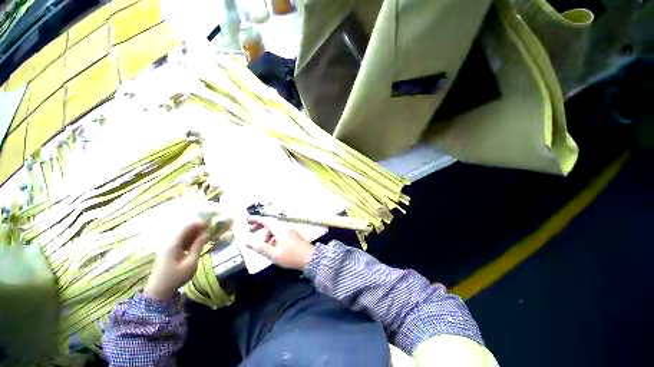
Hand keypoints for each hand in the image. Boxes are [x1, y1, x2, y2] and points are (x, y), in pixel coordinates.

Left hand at [144, 222, 208, 299]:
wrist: (159, 292)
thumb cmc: (176, 277)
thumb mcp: (190, 262)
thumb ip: (198, 246)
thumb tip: (206, 233)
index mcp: (173, 245)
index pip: (186, 228)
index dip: (198, 224)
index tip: (210, 223)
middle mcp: (169, 243)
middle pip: (184, 231)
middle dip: (198, 228)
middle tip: (211, 229)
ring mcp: (168, 248)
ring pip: (183, 236)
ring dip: (195, 234)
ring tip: (208, 234)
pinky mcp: (169, 253)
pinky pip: (181, 242)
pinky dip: (191, 240)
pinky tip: (199, 242)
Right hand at [248, 218, 314, 270]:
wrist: (310, 258)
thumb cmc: (290, 256)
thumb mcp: (273, 254)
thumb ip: (260, 247)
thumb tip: (247, 240)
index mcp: (280, 229)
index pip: (266, 221)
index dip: (256, 220)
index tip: (247, 219)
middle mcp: (285, 228)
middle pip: (271, 224)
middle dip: (260, 226)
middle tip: (251, 231)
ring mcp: (290, 232)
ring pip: (275, 230)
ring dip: (267, 234)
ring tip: (261, 245)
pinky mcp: (293, 236)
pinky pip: (280, 234)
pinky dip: (273, 238)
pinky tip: (271, 247)